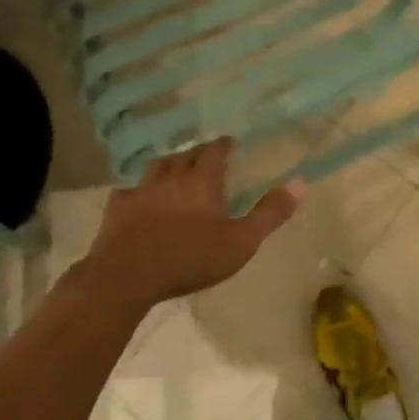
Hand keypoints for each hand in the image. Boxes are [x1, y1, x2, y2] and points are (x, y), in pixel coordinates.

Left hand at [74, 140, 302, 309]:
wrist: (129, 275)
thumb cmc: (191, 258)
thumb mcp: (241, 241)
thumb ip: (270, 213)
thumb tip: (299, 182)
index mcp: (202, 180)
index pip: (215, 150)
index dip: (224, 145)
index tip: (230, 144)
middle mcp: (172, 176)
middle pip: (186, 155)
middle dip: (198, 153)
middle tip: (207, 158)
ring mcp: (141, 190)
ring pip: (157, 166)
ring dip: (169, 165)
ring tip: (176, 171)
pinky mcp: (118, 207)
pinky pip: (129, 190)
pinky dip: (139, 190)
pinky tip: (139, 198)